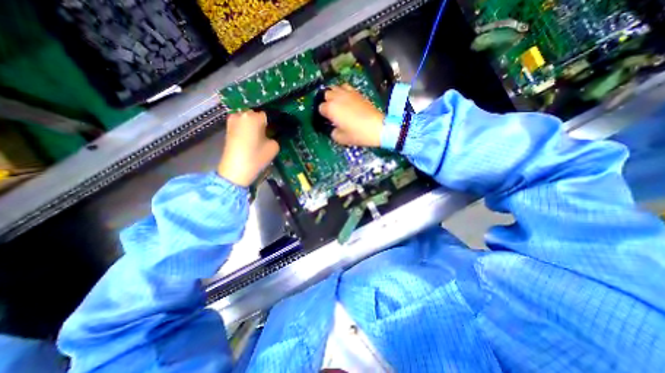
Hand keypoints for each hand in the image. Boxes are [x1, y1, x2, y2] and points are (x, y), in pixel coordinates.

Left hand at [219, 109, 280, 185]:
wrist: (236, 170)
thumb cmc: (257, 157)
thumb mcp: (274, 146)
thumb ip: (274, 136)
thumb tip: (271, 133)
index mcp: (254, 117)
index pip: (267, 115)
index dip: (272, 123)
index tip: (275, 130)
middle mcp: (242, 114)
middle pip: (256, 115)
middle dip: (261, 122)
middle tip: (267, 134)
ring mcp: (232, 121)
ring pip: (247, 120)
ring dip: (253, 126)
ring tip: (258, 137)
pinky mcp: (228, 129)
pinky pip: (241, 125)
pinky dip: (246, 129)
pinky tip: (250, 140)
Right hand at [318, 84, 385, 146]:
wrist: (377, 127)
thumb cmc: (358, 134)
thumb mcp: (341, 138)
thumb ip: (332, 132)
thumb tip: (333, 128)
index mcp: (331, 109)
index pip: (320, 108)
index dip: (323, 115)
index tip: (327, 120)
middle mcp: (337, 97)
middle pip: (326, 94)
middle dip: (326, 102)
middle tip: (331, 112)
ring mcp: (348, 93)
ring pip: (335, 87)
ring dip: (333, 95)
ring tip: (337, 103)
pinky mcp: (357, 92)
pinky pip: (346, 87)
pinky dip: (343, 91)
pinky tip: (346, 99)